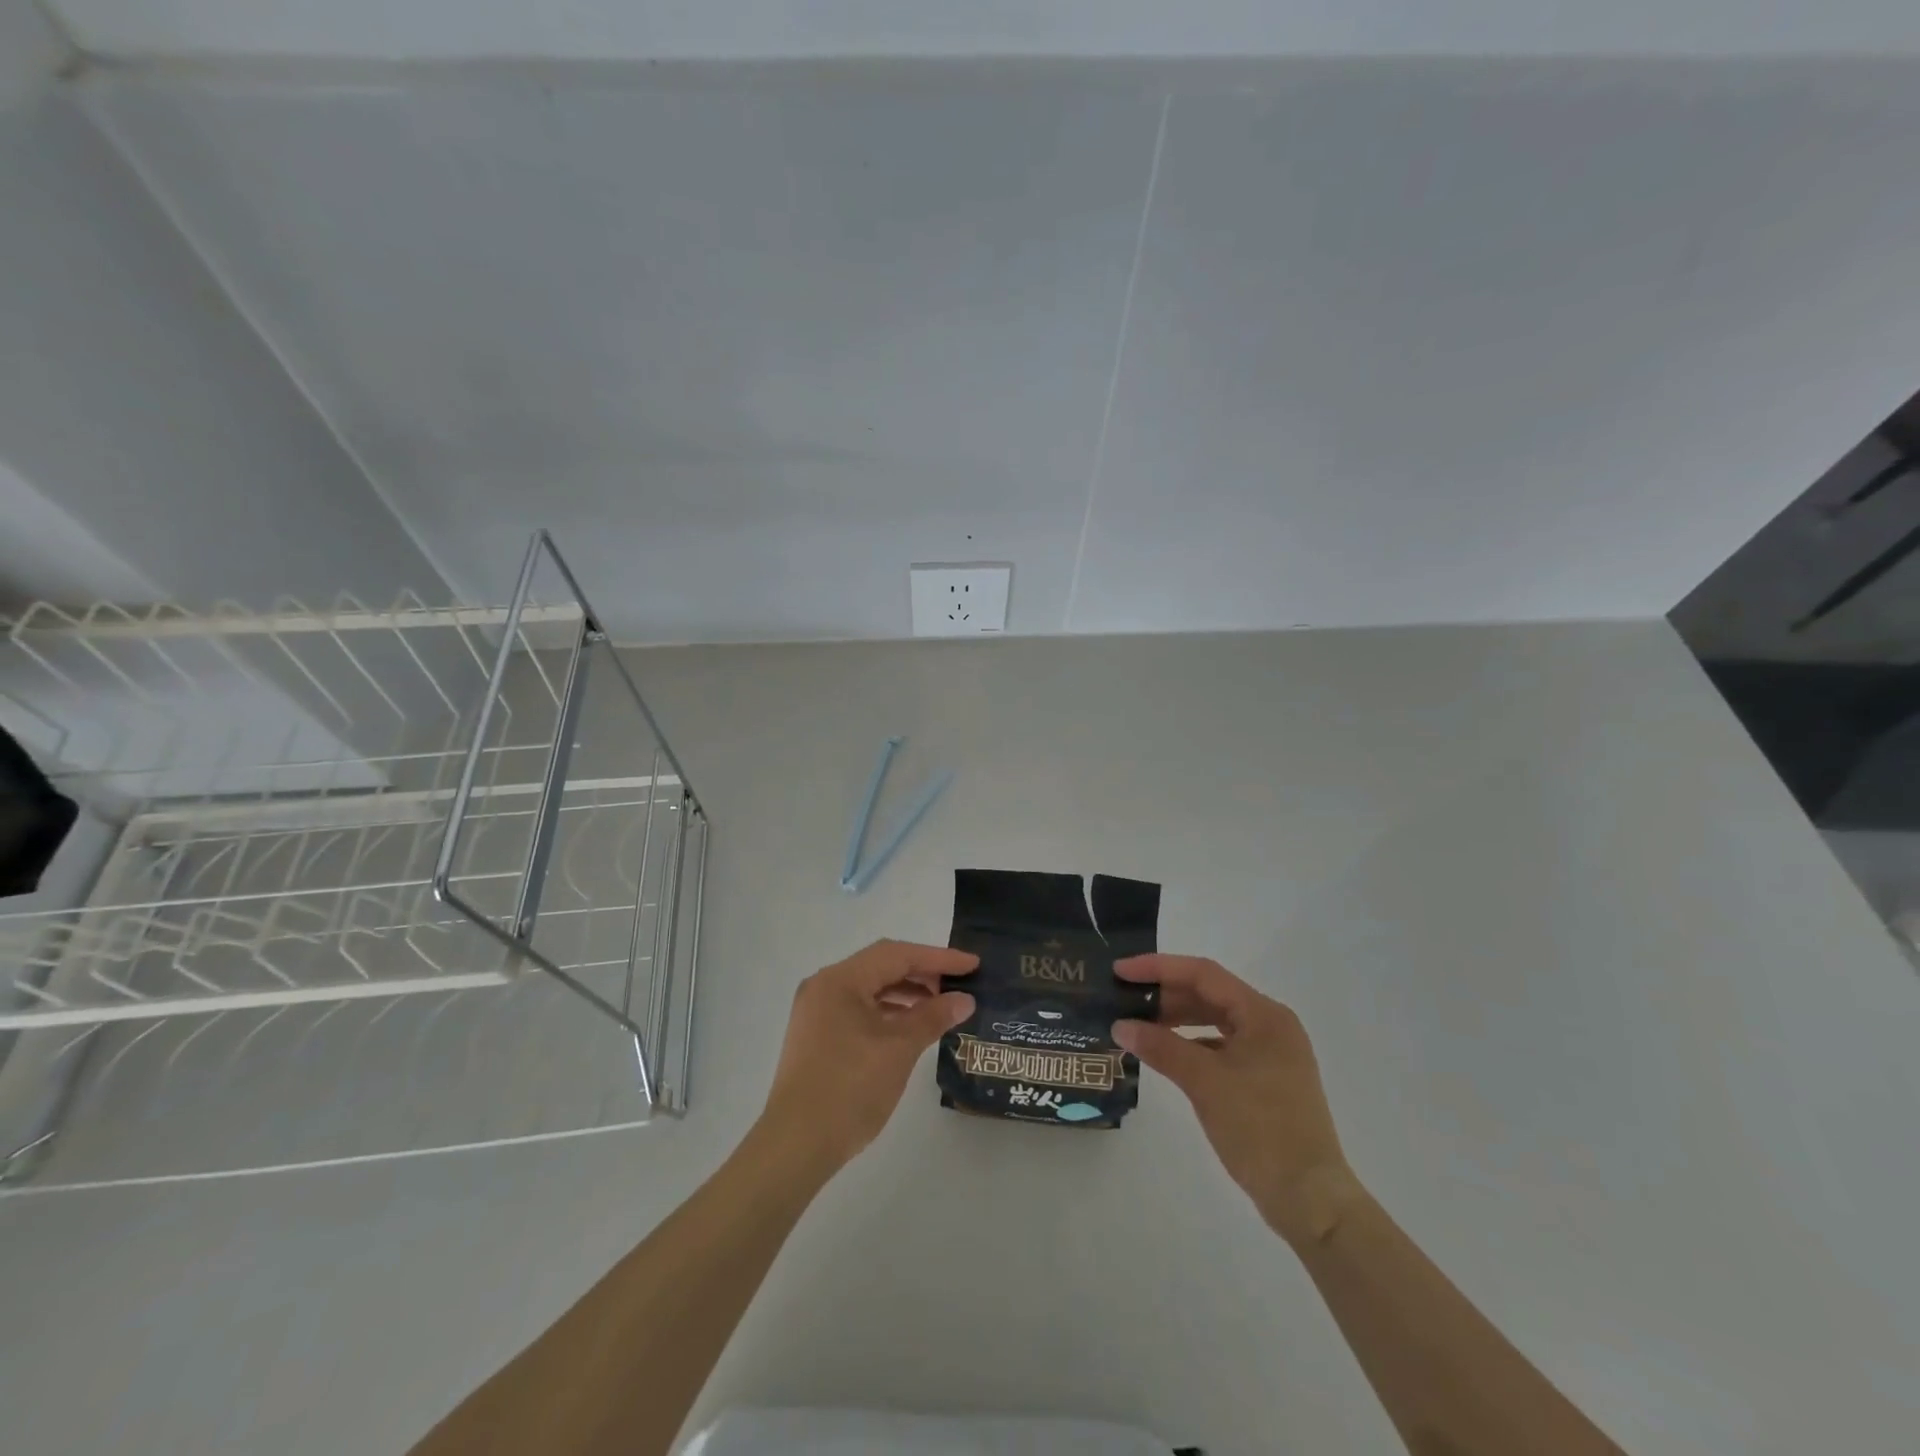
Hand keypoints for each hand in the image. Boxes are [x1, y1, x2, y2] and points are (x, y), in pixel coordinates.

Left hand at [758, 940, 976, 1173]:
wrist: (795, 1146)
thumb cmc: (850, 1089)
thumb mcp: (899, 1049)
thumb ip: (933, 1017)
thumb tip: (964, 999)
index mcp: (839, 980)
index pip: (896, 954)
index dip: (938, 958)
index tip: (972, 964)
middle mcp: (824, 986)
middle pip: (881, 967)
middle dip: (922, 973)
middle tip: (959, 985)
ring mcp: (817, 1012)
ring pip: (870, 989)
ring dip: (906, 993)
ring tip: (941, 1006)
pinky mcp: (817, 1036)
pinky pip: (859, 1010)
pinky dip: (888, 1012)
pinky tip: (911, 1026)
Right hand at [1114, 954, 1361, 1244]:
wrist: (1310, 1199)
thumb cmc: (1260, 1129)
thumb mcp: (1204, 1082)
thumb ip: (1161, 1047)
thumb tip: (1120, 1025)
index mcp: (1263, 1014)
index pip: (1203, 974)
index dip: (1158, 968)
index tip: (1121, 971)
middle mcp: (1270, 1025)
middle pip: (1209, 994)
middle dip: (1165, 994)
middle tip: (1123, 998)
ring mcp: (1270, 1053)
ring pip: (1215, 1021)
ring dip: (1176, 1019)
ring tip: (1137, 1024)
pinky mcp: (1266, 1079)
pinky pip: (1221, 1046)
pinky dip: (1192, 1044)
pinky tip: (1165, 1054)